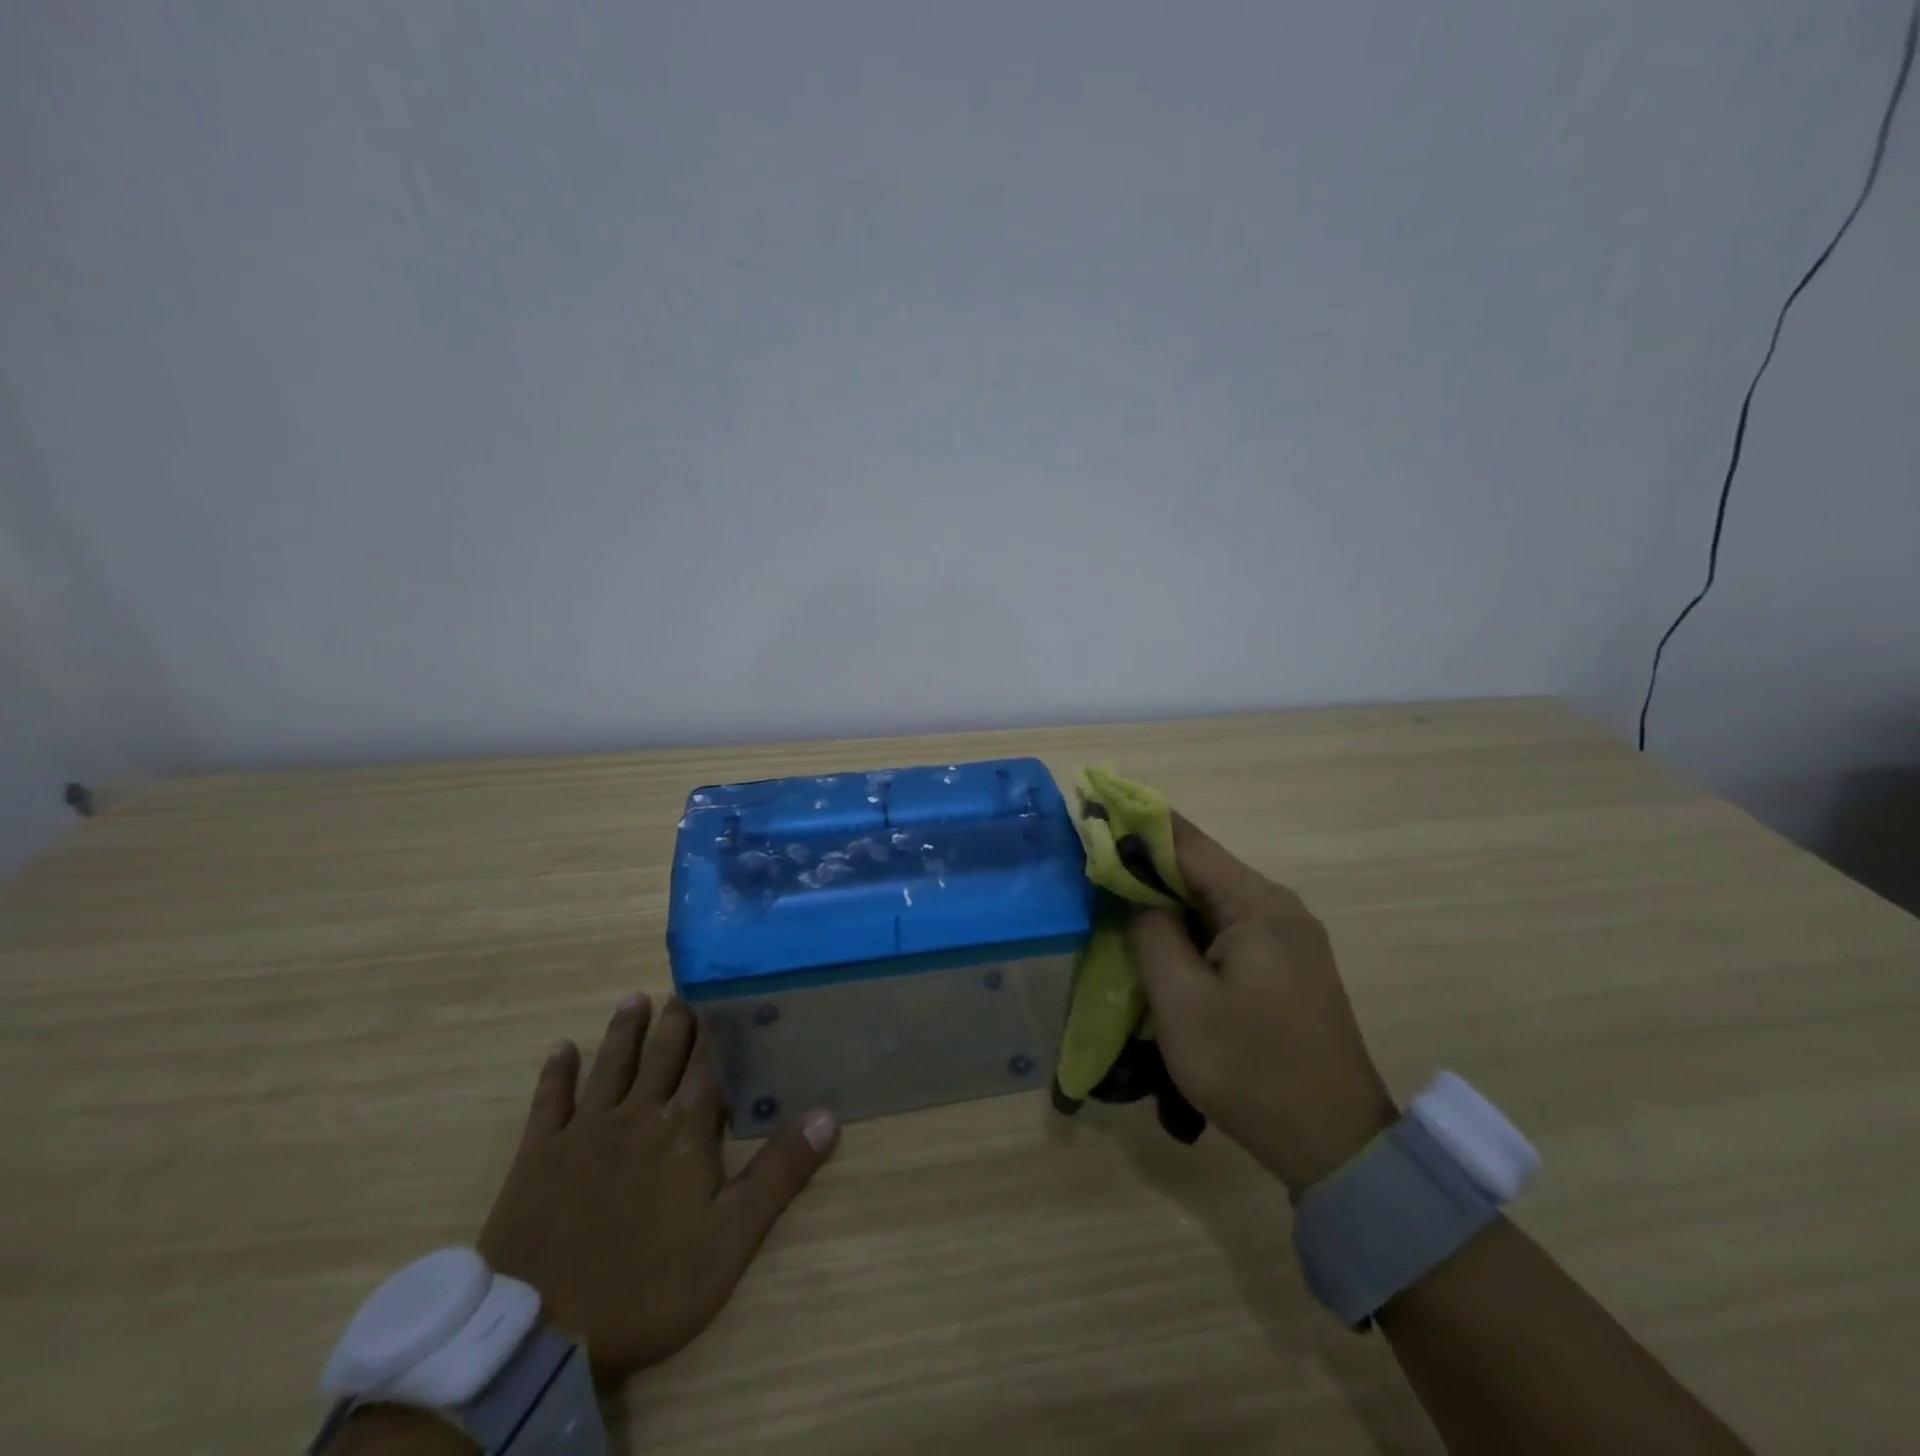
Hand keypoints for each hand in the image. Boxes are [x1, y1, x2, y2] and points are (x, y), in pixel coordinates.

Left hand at [477, 993, 838, 1382]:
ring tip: (634, 999)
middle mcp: (637, 1115)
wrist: (541, 1333)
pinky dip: (557, 1073)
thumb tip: (827, 1116)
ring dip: (624, 1031)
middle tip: (682, 990)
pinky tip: (562, 1048)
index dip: (719, 1032)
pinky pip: (550, 1102)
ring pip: (611, 1066)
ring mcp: (584, 1132)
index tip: (727, 997)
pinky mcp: (538, 1157)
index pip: (709, 1067)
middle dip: (675, 1022)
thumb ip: (779, 1173)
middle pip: (661, 1056)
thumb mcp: (731, 1239)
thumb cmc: (649, 1286)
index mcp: (684, 1130)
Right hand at [1129, 816, 1396, 1195]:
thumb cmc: (1250, 1069)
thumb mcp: (1181, 1002)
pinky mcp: (1290, 963)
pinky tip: (1163, 940)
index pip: (1186, 843)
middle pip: (1202, 867)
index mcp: (1258, 906)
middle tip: (1094, 863)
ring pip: (1214, 898)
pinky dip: (1191, 923)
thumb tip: (1139, 895)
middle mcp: (1280, 907)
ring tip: (1117, 900)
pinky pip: (1230, 925)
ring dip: (1167, 896)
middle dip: (1147, 862)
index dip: (1136, 825)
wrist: (1335, 1144)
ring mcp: (1290, 936)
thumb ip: (1152, 934)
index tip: (1093, 810)